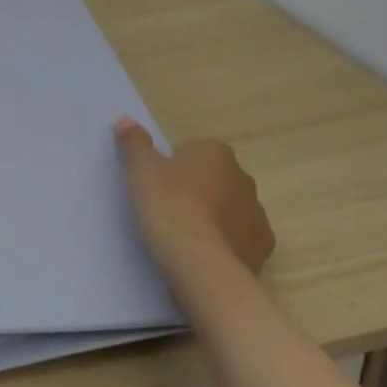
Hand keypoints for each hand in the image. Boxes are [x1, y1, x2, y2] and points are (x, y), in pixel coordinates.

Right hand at [115, 118, 274, 283]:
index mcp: (217, 154)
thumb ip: (134, 143)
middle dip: (197, 191)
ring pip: (230, 210)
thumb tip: (125, 120)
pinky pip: (239, 239)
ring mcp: (257, 216)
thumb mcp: (141, 171)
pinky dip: (225, 244)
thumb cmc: (169, 208)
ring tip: (184, 238)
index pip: (194, 152)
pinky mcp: (261, 249)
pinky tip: (203, 256)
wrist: (200, 266)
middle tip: (168, 210)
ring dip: (213, 218)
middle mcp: (244, 179)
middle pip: (215, 180)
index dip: (174, 168)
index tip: (159, 187)